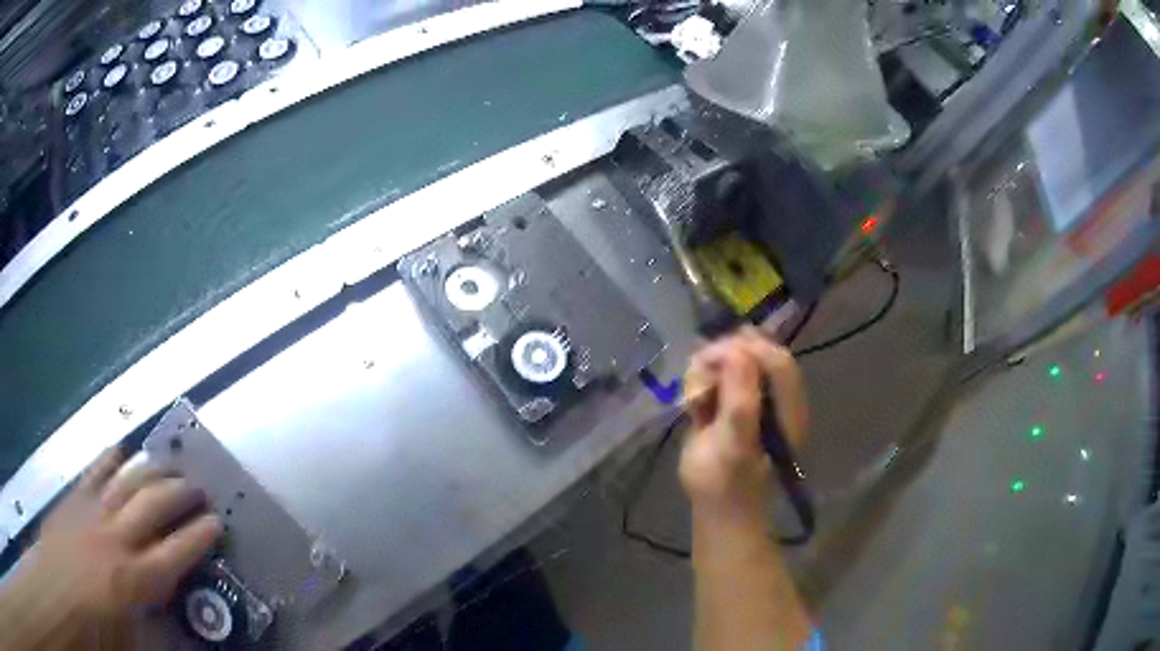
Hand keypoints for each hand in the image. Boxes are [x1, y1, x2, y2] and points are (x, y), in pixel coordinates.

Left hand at [0, 448, 221, 649]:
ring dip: (151, 471)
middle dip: (179, 495)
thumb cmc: (96, 629)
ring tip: (168, 466)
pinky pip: (93, 473)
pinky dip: (109, 460)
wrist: (59, 592)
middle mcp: (116, 540)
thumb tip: (168, 601)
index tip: (217, 523)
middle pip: (153, 507)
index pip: (176, 554)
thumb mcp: (131, 638)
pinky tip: (121, 451)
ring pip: (126, 482)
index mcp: (133, 580)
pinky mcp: (73, 500)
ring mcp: (91, 513)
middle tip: (197, 489)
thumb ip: (151, 615)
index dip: (199, 537)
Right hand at [679, 328, 808, 530]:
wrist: (718, 508)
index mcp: (787, 405)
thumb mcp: (735, 443)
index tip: (713, 360)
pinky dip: (702, 381)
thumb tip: (737, 350)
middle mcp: (775, 396)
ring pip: (733, 359)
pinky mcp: (732, 402)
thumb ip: (741, 398)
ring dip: (708, 370)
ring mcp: (753, 397)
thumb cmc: (727, 482)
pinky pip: (718, 374)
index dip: (747, 350)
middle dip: (723, 357)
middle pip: (754, 351)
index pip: (775, 358)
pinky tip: (694, 404)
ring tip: (696, 400)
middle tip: (699, 379)